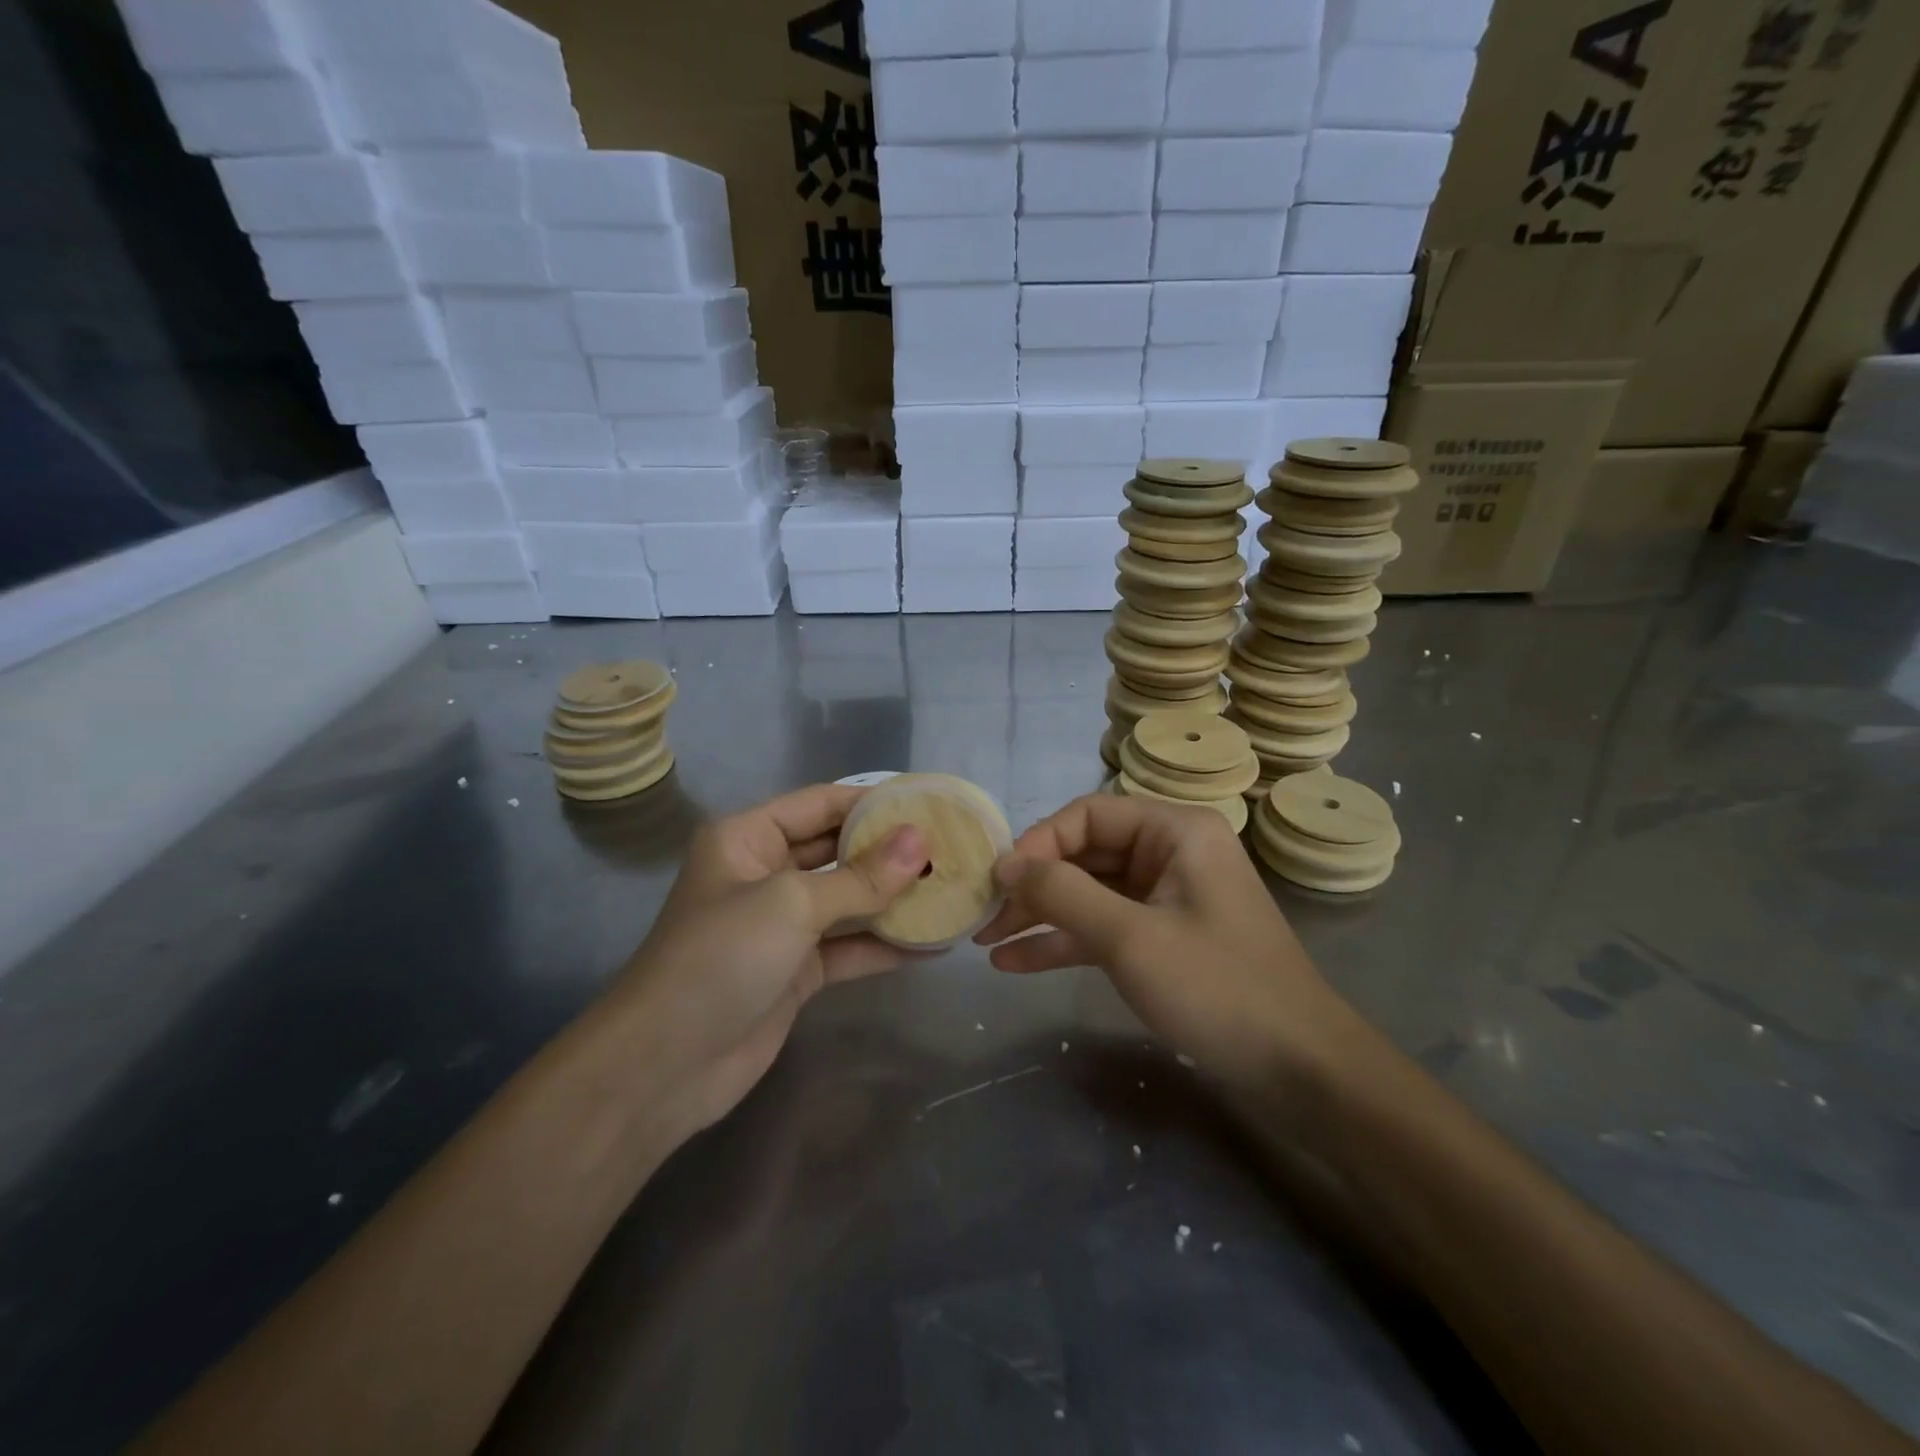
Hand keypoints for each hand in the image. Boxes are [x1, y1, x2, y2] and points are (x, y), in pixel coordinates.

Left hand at [616, 784, 928, 1143]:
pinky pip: (848, 947)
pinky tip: (933, 944)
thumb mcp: (793, 904)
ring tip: (951, 889)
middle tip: (950, 847)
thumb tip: (920, 842)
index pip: (820, 803)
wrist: (664, 1065)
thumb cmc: (721, 957)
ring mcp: (781, 925)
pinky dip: (884, 946)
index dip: (873, 800)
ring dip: (893, 899)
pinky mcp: (796, 970)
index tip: (928, 802)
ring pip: (847, 901)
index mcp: (749, 838)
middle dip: (890, 851)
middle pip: (837, 850)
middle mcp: (765, 873)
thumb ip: (860, 876)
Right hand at [974, 794, 1349, 1086]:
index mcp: (1175, 831)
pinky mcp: (1164, 939)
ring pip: (1090, 894)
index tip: (998, 881)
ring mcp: (1167, 898)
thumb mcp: (1130, 938)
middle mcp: (1171, 854)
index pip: (1088, 815)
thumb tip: (1005, 864)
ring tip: (986, 942)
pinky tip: (1016, 963)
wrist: (1300, 1072)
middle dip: (1034, 886)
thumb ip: (1062, 894)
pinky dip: (1064, 942)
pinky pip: (1104, 928)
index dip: (1038, 844)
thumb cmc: (1217, 988)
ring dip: (1041, 917)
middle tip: (983, 915)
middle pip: (1085, 854)